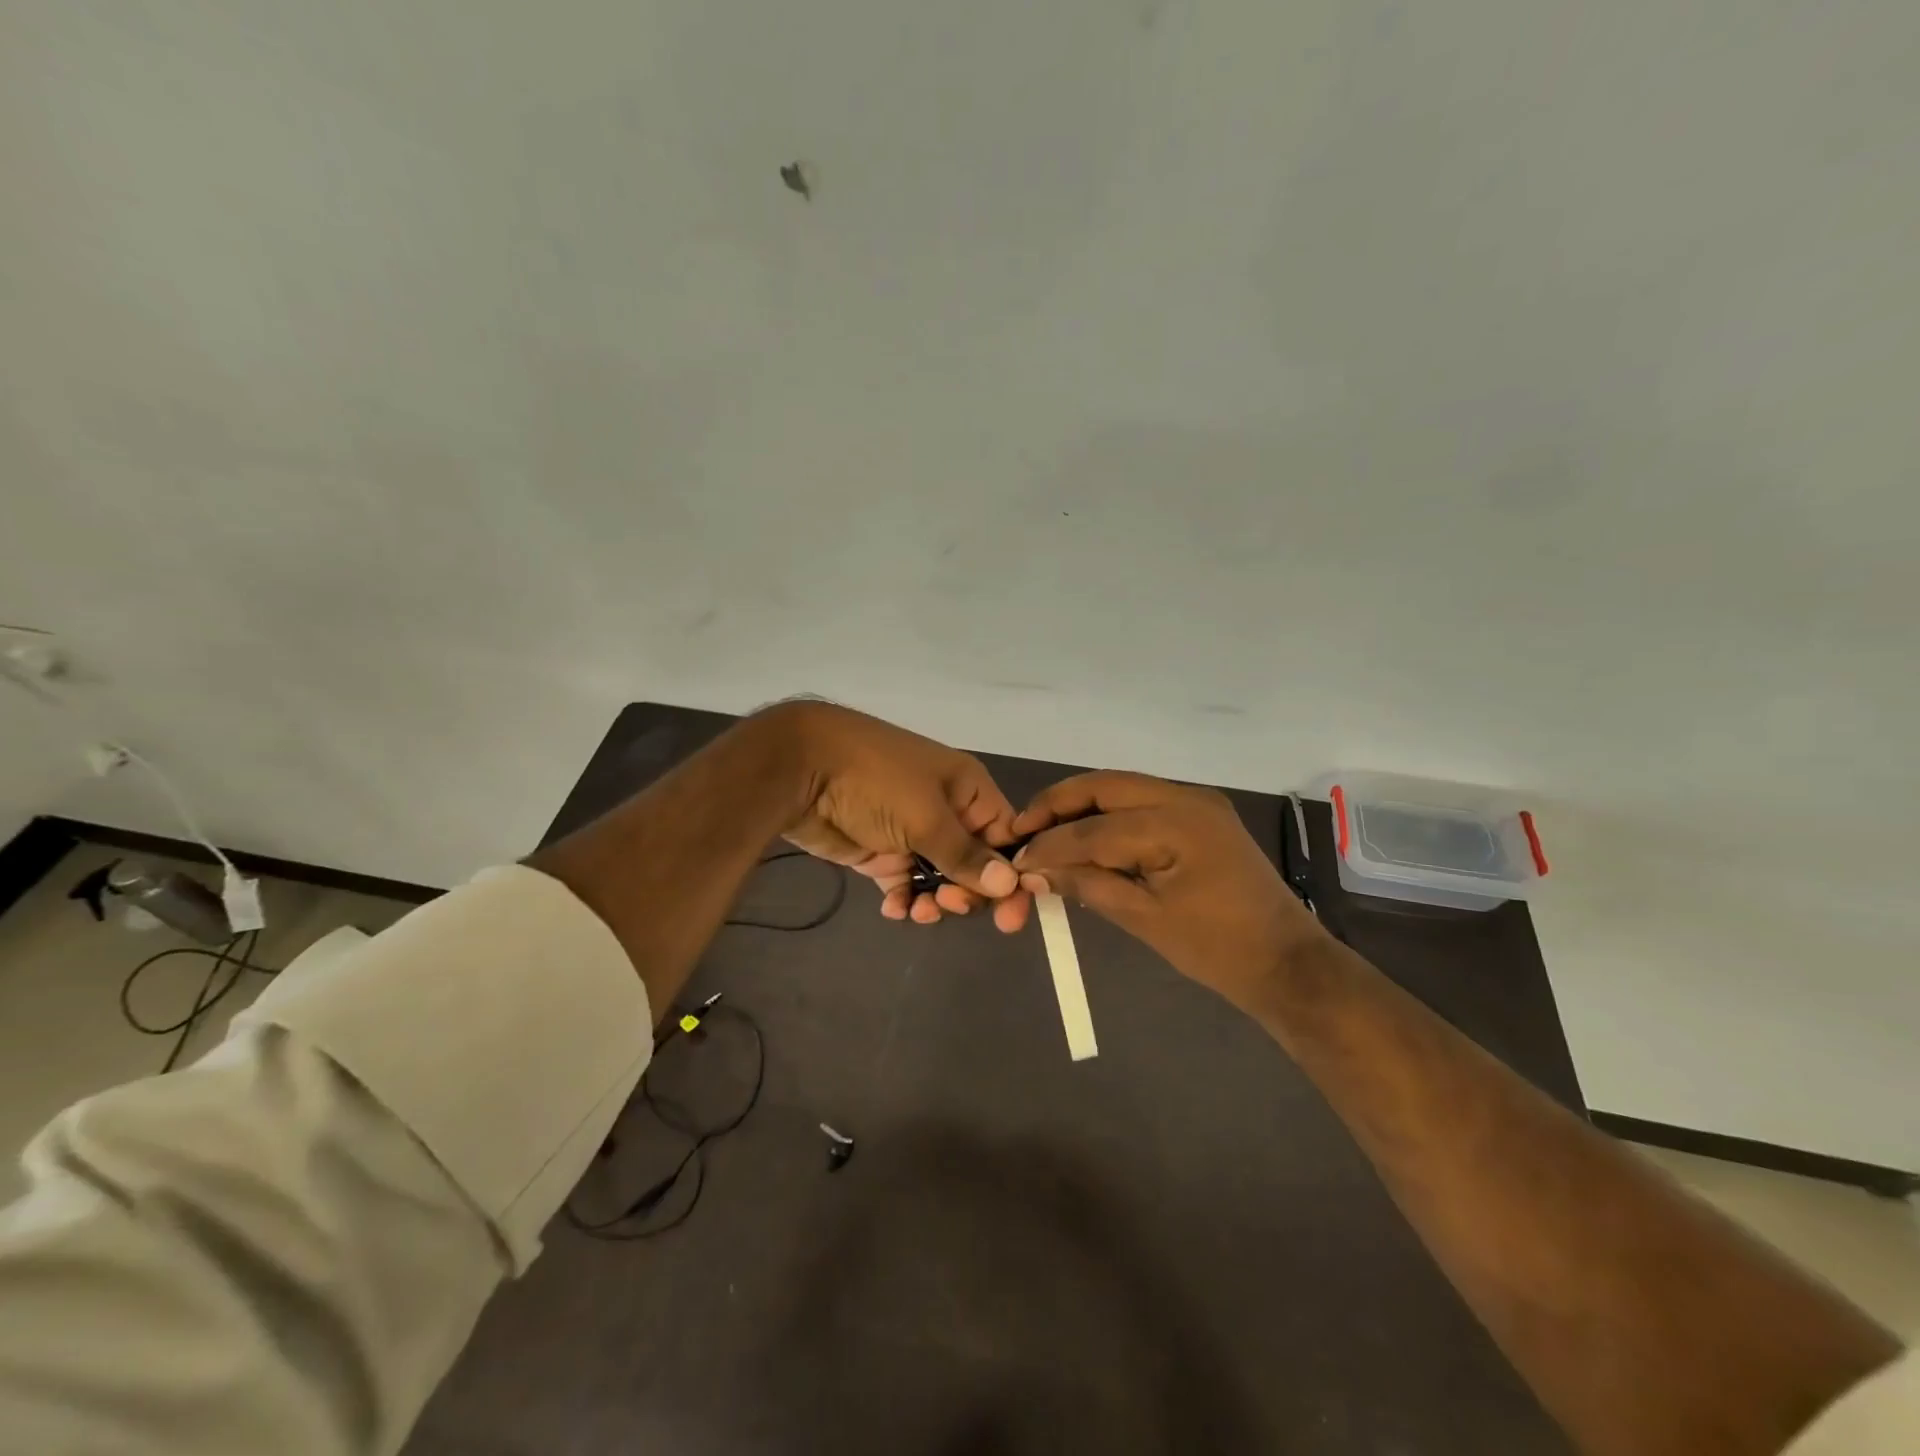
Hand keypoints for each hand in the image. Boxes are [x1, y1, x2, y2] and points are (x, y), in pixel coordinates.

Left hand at [769, 701, 1023, 924]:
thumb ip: (966, 855)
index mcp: (968, 790)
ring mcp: (912, 833)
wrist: (801, 767)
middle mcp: (946, 812)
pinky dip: (905, 900)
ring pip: (942, 879)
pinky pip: (906, 884)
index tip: (1010, 917)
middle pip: (976, 864)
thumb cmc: (877, 781)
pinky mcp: (881, 852)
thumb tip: (1010, 885)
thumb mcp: (927, 816)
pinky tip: (895, 909)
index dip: (1011, 876)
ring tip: (920, 911)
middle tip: (950, 904)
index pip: (1006, 838)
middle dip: (970, 891)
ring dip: (937, 901)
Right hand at [1006, 771, 1326, 1010]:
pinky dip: (1108, 816)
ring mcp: (1196, 803)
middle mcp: (1187, 798)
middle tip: (1021, 828)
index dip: (1051, 844)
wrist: (1287, 963)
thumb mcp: (1146, 919)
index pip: (1095, 828)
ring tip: (1044, 831)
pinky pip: (1142, 804)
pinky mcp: (1200, 816)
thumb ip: (1088, 885)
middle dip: (1059, 804)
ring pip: (1122, 790)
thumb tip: (1034, 872)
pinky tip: (1085, 836)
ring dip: (1081, 807)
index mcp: (1177, 823)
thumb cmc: (1218, 949)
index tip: (1015, 859)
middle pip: (1105, 787)